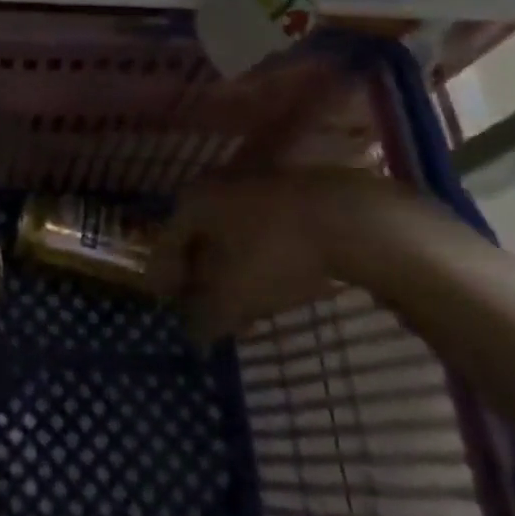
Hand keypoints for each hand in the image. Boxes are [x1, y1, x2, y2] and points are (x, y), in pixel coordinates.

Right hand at [146, 169, 436, 342]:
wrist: (349, 218)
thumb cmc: (275, 253)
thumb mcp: (234, 296)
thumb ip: (205, 317)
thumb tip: (193, 332)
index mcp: (192, 202)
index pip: (166, 244)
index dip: (165, 279)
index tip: (167, 305)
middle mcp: (215, 185)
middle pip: (198, 236)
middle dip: (199, 274)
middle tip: (204, 307)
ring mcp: (255, 183)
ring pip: (231, 231)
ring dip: (231, 267)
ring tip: (243, 302)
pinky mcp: (291, 191)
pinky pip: (261, 227)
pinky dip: (258, 255)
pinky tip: (275, 280)